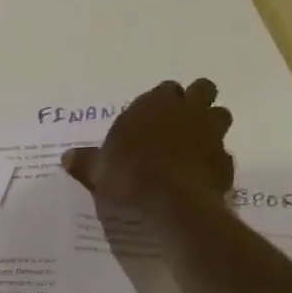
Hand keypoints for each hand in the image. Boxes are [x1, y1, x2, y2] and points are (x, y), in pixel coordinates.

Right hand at [60, 79, 235, 218]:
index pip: (164, 89)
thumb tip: (66, 157)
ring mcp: (212, 133)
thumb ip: (85, 161)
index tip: (149, 120)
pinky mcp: (225, 160)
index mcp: (155, 104)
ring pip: (220, 115)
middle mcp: (187, 110)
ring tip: (193, 147)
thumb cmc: (130, 176)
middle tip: (178, 123)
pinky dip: (213, 161)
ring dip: (209, 126)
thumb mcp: (97, 171)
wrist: (172, 203)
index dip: (159, 103)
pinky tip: (199, 176)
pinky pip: (222, 154)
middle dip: (194, 102)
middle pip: (202, 90)